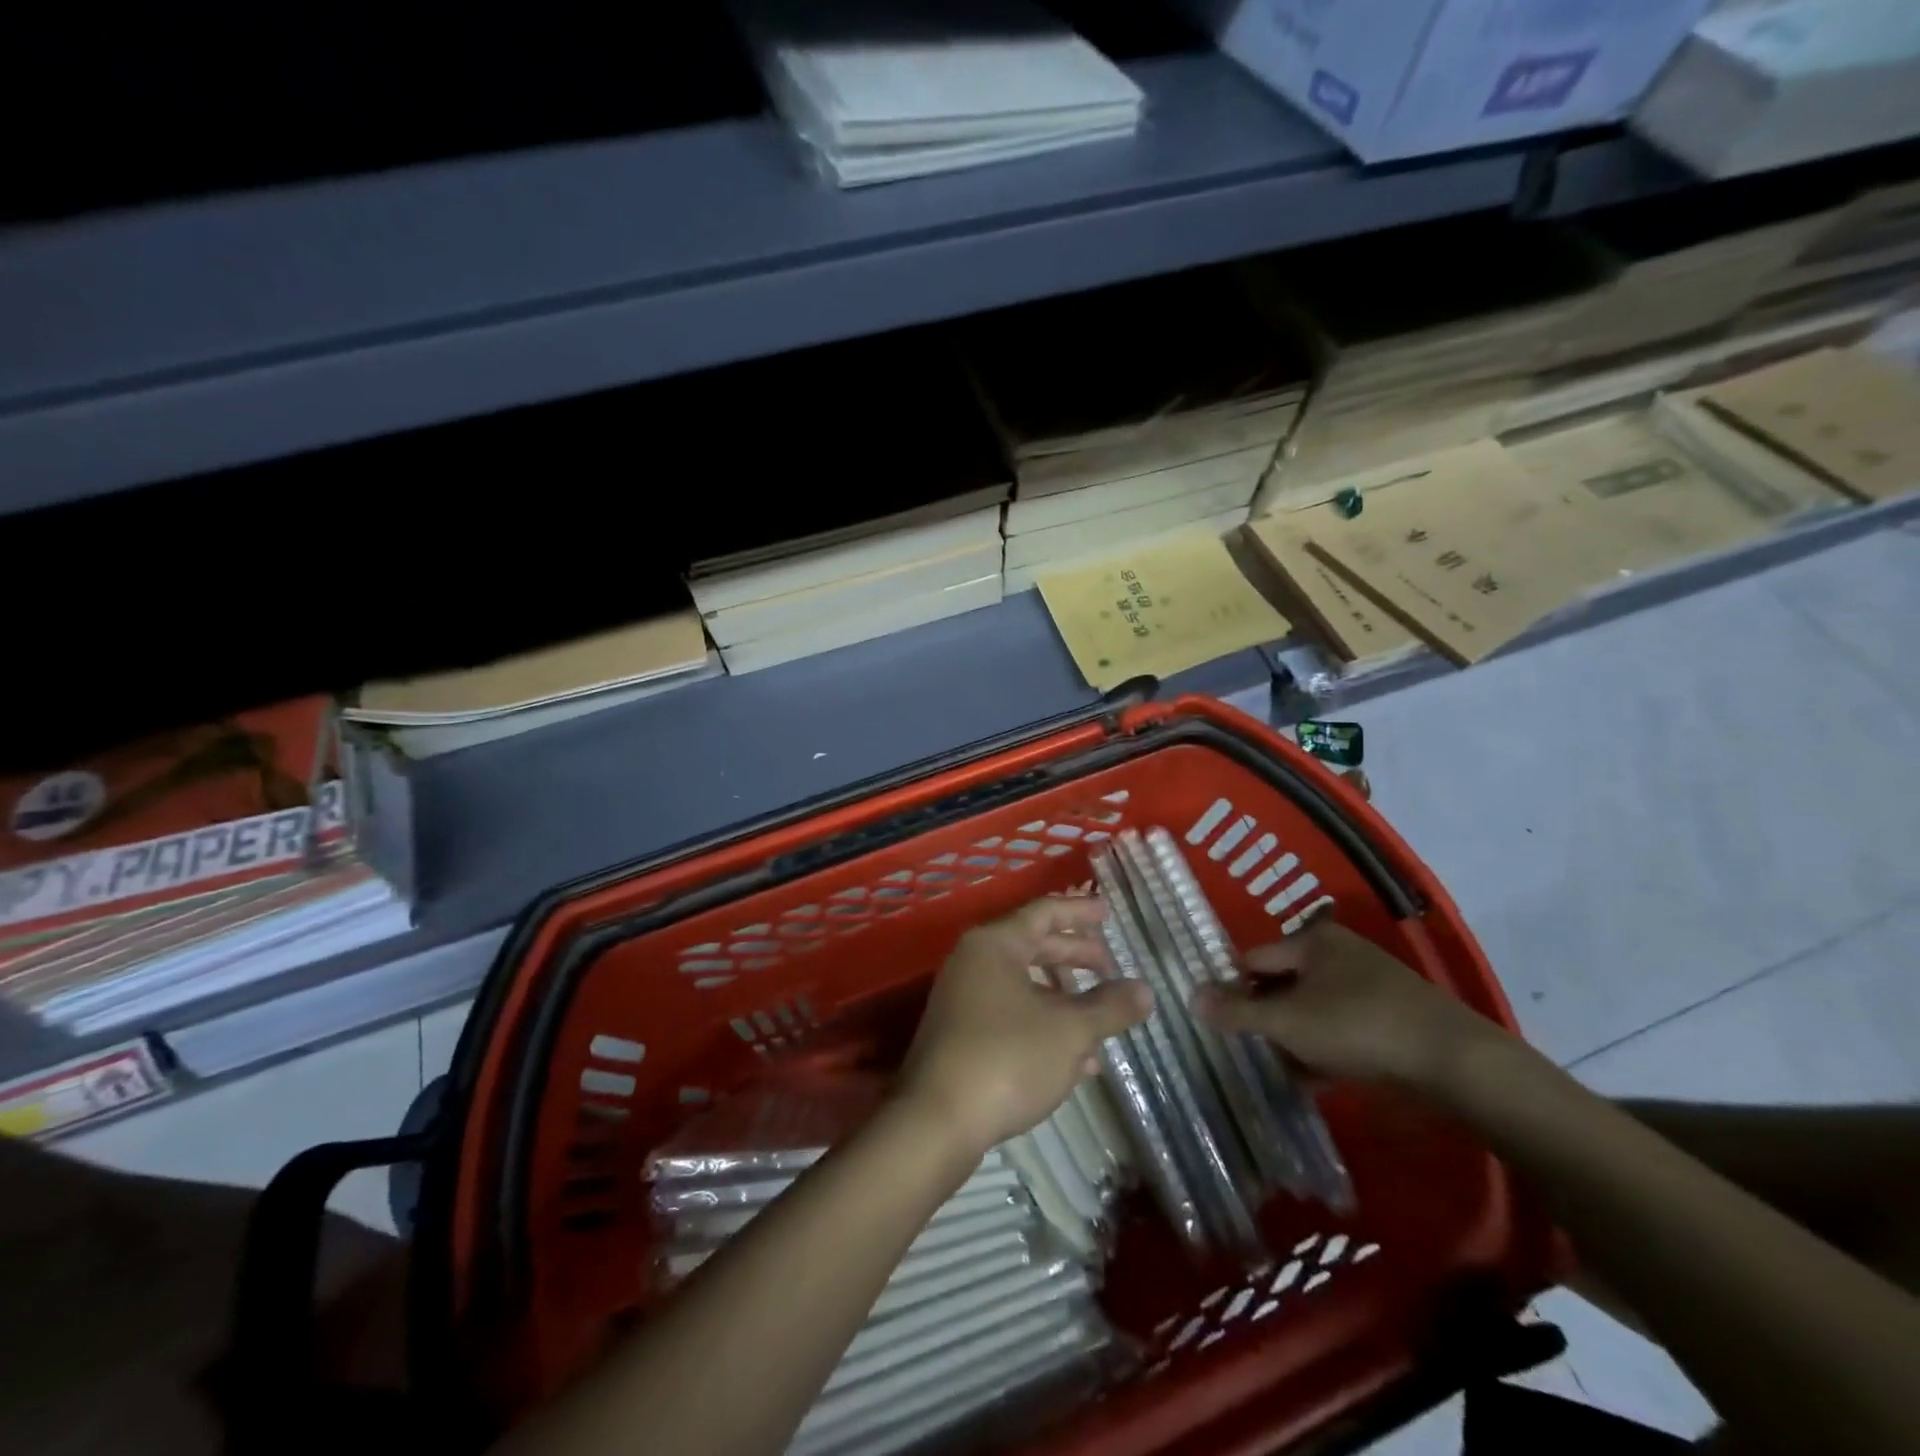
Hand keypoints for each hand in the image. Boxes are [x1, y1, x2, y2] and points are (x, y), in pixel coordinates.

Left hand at [897, 897, 1152, 1155]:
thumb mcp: (1070, 1031)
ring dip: (1063, 999)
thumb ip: (1109, 1006)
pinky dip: (1043, 1026)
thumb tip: (1145, 990)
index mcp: (995, 944)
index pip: (1043, 912)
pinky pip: (1010, 1016)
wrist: (936, 1121)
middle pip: (1032, 946)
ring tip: (1100, 1020)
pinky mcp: (960, 1035)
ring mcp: (963, 999)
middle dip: (1074, 956)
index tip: (1108, 912)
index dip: (1079, 912)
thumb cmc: (1007, 1058)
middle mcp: (973, 962)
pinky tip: (1076, 1060)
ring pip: (1023, 985)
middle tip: (1109, 965)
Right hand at [1193, 920, 1504, 1091]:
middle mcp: (1340, 954)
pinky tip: (1316, 1079)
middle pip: (1284, 984)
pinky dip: (1326, 1049)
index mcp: (1313, 941)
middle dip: (1266, 1017)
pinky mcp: (1393, 1017)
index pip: (1255, 958)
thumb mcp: (1288, 1021)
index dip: (1233, 987)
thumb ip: (1237, 1012)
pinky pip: (1343, 1028)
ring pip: (1314, 1009)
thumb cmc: (1358, 1026)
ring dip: (1295, 1038)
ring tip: (1281, 1069)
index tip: (1220, 1021)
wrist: (1454, 1061)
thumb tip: (1191, 997)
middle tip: (1249, 1048)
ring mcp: (1370, 985)